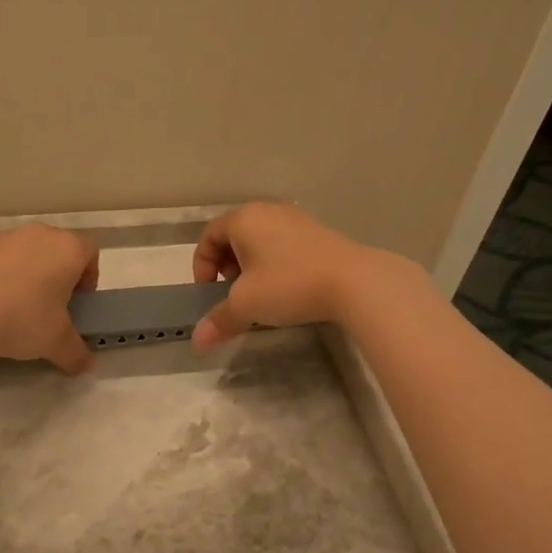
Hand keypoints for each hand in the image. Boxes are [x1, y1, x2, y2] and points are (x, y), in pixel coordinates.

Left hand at [0, 223, 100, 373]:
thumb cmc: (23, 318)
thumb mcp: (56, 343)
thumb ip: (76, 353)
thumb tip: (85, 365)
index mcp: (68, 248)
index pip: (90, 250)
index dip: (90, 275)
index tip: (79, 301)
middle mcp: (40, 234)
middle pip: (59, 249)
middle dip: (59, 275)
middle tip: (53, 307)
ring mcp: (6, 237)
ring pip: (29, 252)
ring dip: (30, 274)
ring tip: (20, 308)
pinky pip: (1, 260)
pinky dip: (3, 277)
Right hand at [190, 202, 392, 350]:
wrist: (354, 282)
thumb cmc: (288, 284)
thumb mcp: (246, 305)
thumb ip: (219, 319)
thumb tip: (197, 341)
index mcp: (244, 219)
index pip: (208, 235)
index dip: (201, 264)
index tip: (208, 291)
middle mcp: (267, 211)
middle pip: (234, 235)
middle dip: (226, 265)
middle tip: (232, 292)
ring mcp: (296, 219)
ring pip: (260, 240)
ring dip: (251, 266)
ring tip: (259, 293)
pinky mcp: (318, 233)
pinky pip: (283, 244)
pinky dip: (274, 263)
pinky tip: (286, 288)